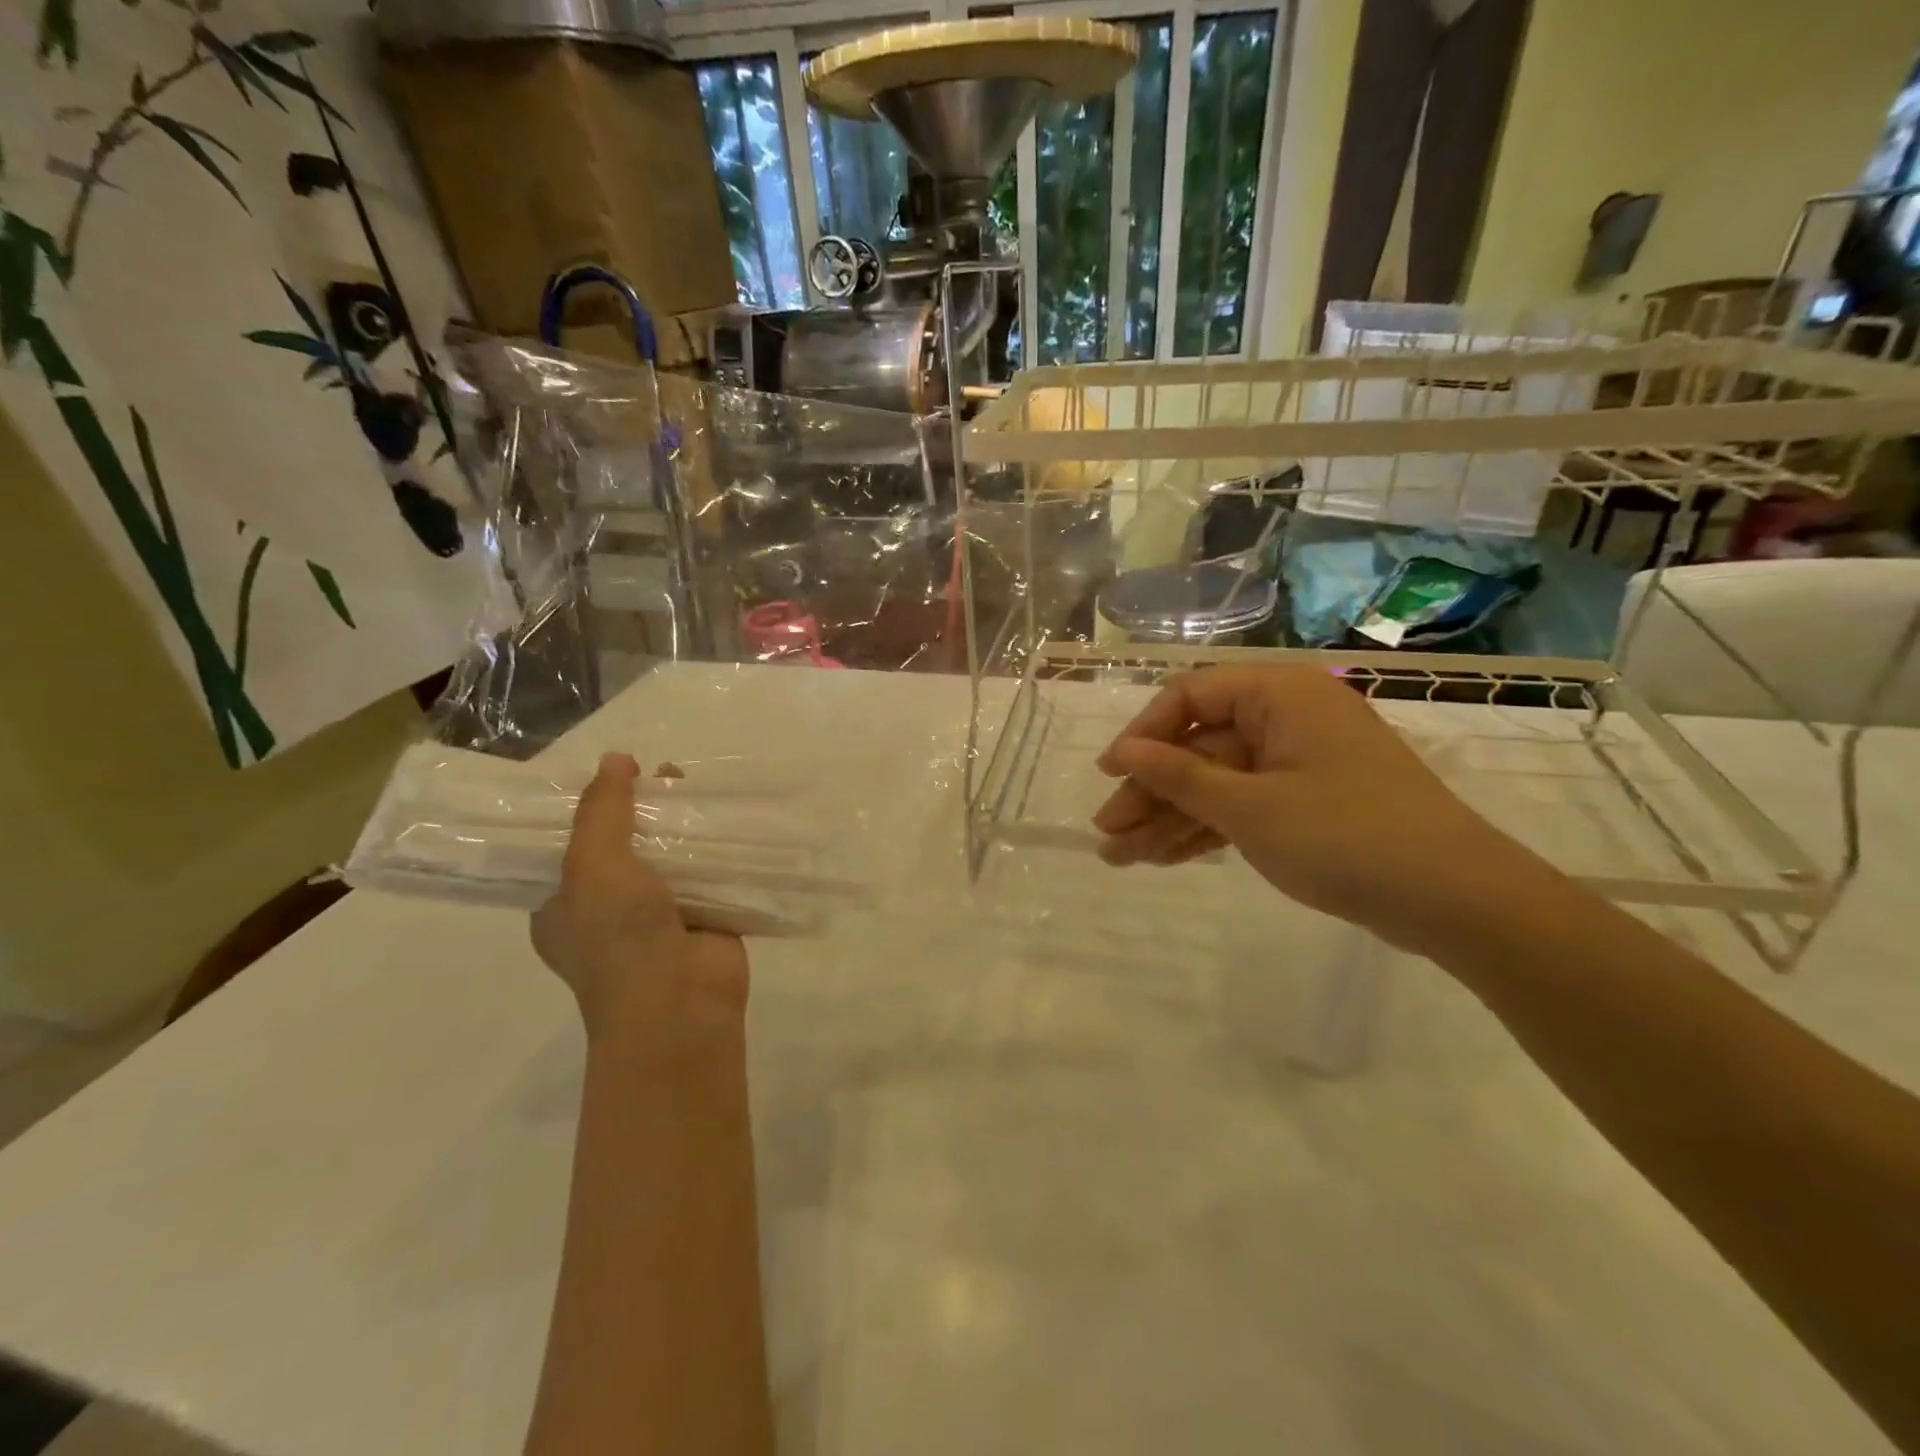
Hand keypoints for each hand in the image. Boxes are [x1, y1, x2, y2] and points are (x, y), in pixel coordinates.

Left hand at [532, 753, 749, 1047]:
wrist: (679, 1003)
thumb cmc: (618, 936)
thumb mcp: (592, 864)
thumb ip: (602, 809)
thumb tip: (615, 758)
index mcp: (563, 907)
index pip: (569, 846)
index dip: (589, 808)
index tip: (614, 774)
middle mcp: (607, 911)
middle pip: (625, 845)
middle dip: (644, 810)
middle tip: (663, 772)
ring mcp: (659, 916)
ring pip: (670, 857)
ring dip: (683, 825)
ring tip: (695, 781)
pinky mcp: (705, 918)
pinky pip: (711, 873)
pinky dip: (719, 847)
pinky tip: (729, 814)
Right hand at [1092, 666, 1550, 948]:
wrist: (1456, 900)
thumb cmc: (1345, 836)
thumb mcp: (1249, 808)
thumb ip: (1179, 776)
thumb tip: (1122, 751)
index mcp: (1279, 695)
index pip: (1190, 697)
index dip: (1144, 735)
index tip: (1110, 775)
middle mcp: (1287, 718)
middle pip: (1199, 748)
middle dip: (1151, 793)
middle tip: (1107, 834)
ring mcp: (1298, 763)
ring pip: (1217, 783)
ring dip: (1170, 819)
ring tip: (1121, 857)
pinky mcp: (1308, 803)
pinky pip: (1243, 806)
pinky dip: (1207, 830)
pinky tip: (1163, 857)